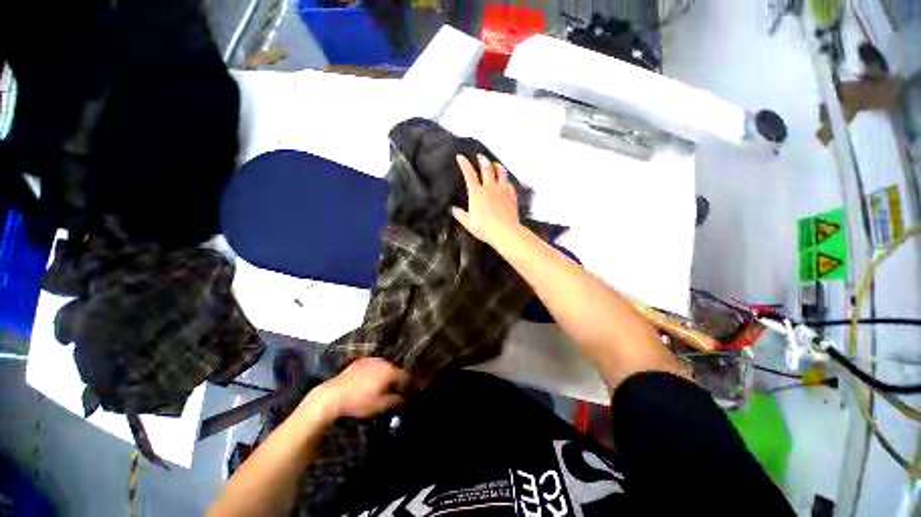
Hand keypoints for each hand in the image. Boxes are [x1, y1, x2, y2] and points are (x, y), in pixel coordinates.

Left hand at [301, 358, 408, 423]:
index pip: (406, 376)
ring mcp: (371, 359)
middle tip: (396, 391)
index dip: (409, 385)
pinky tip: (371, 381)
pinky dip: (376, 372)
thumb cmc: (359, 401)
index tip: (410, 393)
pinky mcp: (360, 361)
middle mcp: (383, 361)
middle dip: (397, 380)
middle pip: (395, 370)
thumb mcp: (381, 405)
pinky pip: (373, 366)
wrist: (333, 395)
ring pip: (384, 367)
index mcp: (390, 371)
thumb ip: (396, 400)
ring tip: (383, 386)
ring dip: (386, 375)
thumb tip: (406, 397)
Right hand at [452, 154, 521, 247]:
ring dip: (497, 165)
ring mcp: (502, 190)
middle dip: (482, 160)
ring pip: (501, 172)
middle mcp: (489, 187)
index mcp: (476, 193)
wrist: (505, 231)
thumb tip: (453, 209)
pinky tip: (505, 181)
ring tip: (495, 163)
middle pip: (486, 168)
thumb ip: (460, 215)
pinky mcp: (511, 195)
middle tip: (480, 156)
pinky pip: (509, 183)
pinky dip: (506, 179)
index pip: (469, 174)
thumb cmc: (485, 228)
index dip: (464, 164)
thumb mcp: (468, 223)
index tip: (461, 157)